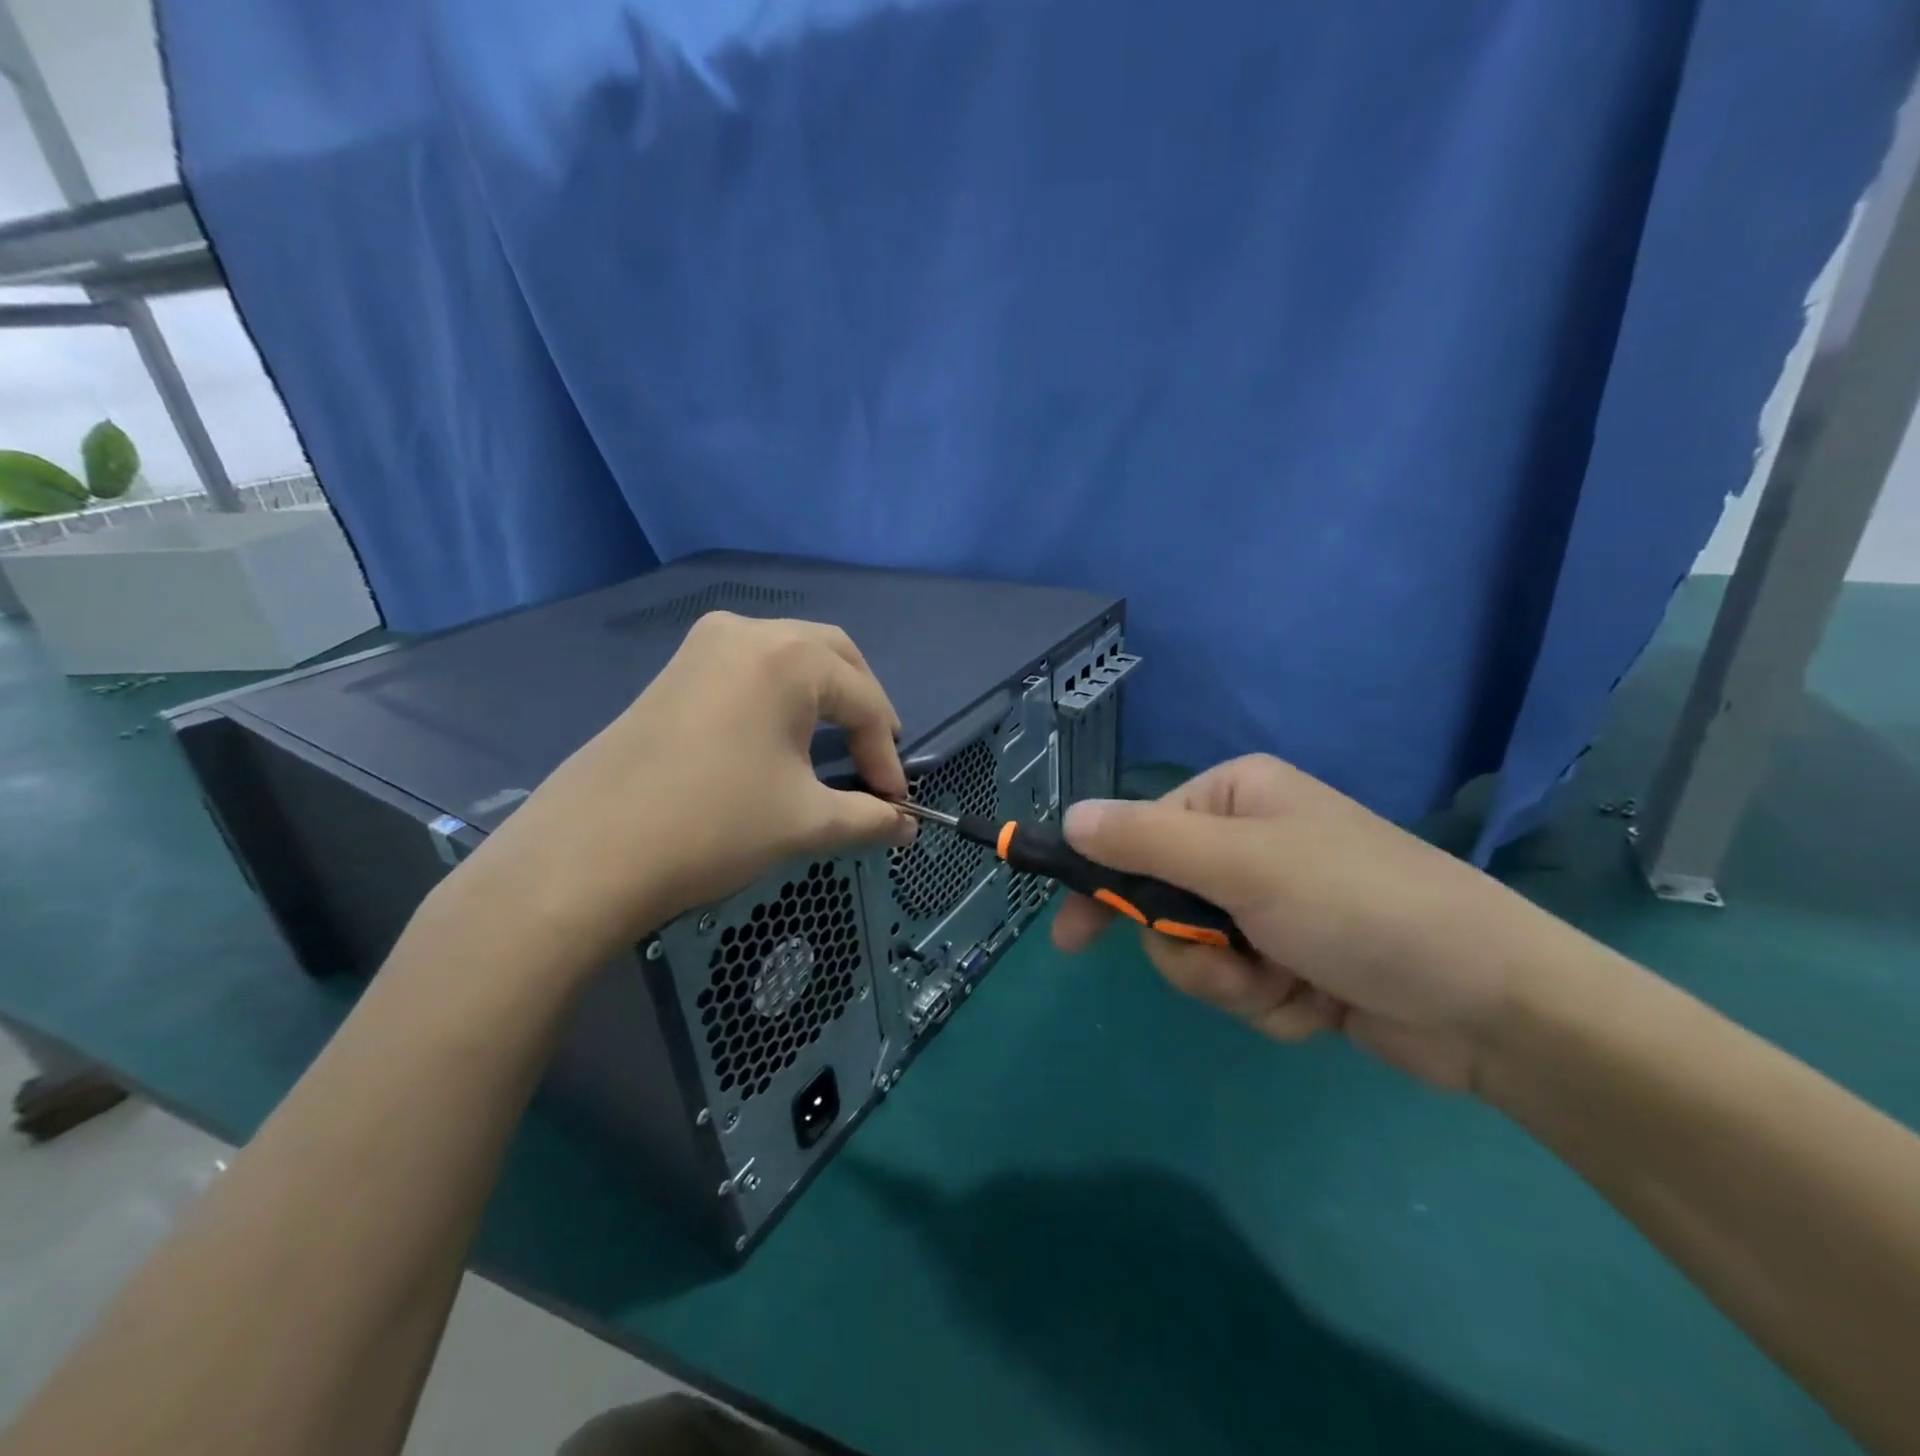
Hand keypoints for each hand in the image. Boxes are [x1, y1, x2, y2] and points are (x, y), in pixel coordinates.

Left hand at [447, 612, 912, 977]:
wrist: (589, 854)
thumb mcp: (806, 822)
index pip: (864, 701)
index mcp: (789, 657)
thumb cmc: (714, 826)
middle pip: (833, 657)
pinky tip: (781, 735)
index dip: (887, 755)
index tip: (896, 803)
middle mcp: (749, 632)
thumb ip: (869, 818)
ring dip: (824, 696)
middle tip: (875, 758)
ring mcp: (705, 645)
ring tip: (837, 745)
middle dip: (863, 707)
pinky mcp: (677, 669)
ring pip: (790, 655)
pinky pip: (751, 667)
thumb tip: (907, 828)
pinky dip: (782, 694)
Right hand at [1051, 755, 1565, 1089]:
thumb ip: (1147, 840)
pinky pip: (1241, 988)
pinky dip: (1272, 1006)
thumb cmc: (1359, 905)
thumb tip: (1069, 818)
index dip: (1105, 887)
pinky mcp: (1294, 960)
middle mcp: (1248, 844)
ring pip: (1199, 954)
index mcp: (1233, 799)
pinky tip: (1320, 1005)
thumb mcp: (1243, 866)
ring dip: (1234, 983)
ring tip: (1290, 986)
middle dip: (1194, 950)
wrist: (1492, 1002)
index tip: (1072, 940)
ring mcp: (1272, 905)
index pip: (1137, 835)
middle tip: (1236, 963)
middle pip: (1164, 903)